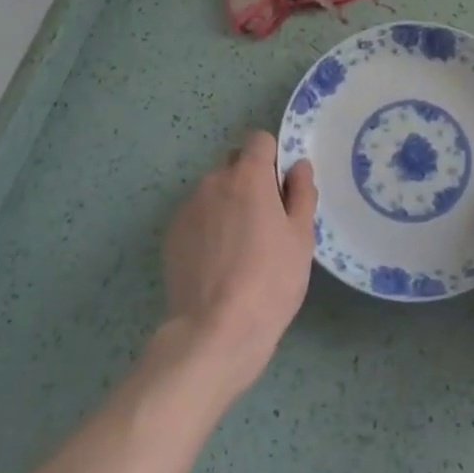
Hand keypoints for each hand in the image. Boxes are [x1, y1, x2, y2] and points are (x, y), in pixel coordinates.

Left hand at [162, 132, 316, 393]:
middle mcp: (213, 181)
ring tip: (240, 249)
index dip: (273, 159)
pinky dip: (208, 228)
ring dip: (228, 205)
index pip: (259, 140)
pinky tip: (218, 263)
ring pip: (214, 192)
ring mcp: (188, 208)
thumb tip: (298, 167)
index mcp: (248, 175)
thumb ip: (302, 193)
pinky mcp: (171, 235)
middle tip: (265, 222)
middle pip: (235, 164)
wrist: (215, 332)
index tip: (281, 189)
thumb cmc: (270, 280)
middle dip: (250, 181)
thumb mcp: (301, 237)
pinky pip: (197, 217)